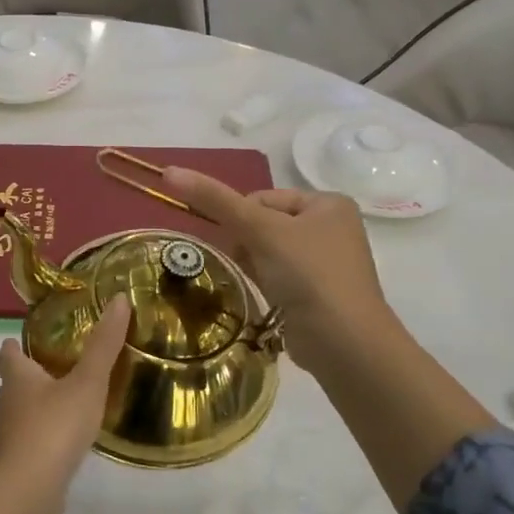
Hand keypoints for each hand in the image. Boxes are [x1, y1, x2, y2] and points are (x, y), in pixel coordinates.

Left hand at [0, 296, 131, 513]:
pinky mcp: (20, 460)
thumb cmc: (54, 426)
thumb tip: (120, 299)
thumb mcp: (87, 382)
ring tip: (71, 398)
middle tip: (63, 365)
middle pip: (14, 380)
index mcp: (17, 376)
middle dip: (33, 372)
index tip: (35, 338)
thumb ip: (104, 345)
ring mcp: (11, 434)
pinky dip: (47, 432)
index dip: (17, 344)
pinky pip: (33, 438)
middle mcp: (8, 401)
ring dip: (41, 403)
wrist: (29, 489)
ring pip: (23, 410)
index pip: (8, 352)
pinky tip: (69, 437)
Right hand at [162, 169, 394, 376]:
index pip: (264, 198)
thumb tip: (170, 171)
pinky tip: (268, 297)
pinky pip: (280, 277)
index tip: (239, 242)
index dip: (242, 217)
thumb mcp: (259, 230)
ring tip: (260, 283)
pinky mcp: (318, 294)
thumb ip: (216, 200)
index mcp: (328, 203)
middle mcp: (332, 228)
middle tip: (249, 263)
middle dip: (248, 243)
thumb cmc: (307, 273)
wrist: (343, 341)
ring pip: (270, 252)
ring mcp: (327, 263)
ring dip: (255, 264)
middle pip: (266, 224)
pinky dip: (267, 283)